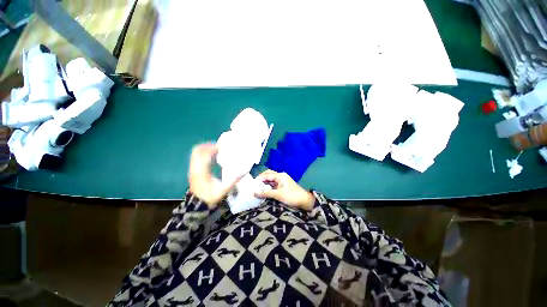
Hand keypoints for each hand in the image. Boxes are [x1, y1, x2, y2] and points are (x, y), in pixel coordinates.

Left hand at [188, 143, 239, 208]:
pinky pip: (197, 158)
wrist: (197, 207)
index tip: (222, 147)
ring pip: (196, 154)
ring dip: (206, 150)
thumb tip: (243, 172)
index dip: (212, 148)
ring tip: (217, 150)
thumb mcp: (223, 190)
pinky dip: (204, 155)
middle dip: (208, 146)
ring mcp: (193, 170)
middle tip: (219, 147)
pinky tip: (213, 158)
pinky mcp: (193, 172)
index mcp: (202, 172)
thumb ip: (233, 181)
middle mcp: (195, 168)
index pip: (204, 154)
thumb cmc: (210, 198)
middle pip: (197, 151)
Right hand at [254, 170, 314, 210]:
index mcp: (280, 176)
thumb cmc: (291, 196)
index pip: (267, 174)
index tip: (252, 184)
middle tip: (255, 185)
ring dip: (264, 182)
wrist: (304, 201)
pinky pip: (273, 183)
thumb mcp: (278, 195)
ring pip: (271, 179)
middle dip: (261, 179)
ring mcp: (282, 180)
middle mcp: (280, 176)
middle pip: (268, 174)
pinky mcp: (282, 185)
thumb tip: (254, 193)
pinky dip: (268, 186)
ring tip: (258, 188)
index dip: (259, 178)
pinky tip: (264, 190)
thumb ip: (266, 193)